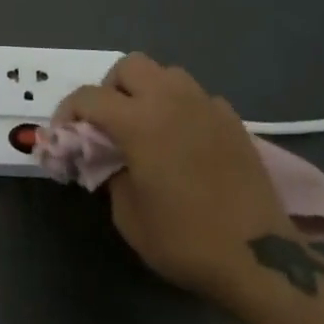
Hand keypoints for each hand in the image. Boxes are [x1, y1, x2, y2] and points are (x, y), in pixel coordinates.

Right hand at [51, 53, 293, 300]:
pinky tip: (182, 139)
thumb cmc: (185, 239)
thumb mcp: (128, 215)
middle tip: (108, 123)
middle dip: (110, 88)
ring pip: (167, 73)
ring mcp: (206, 106)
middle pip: (129, 66)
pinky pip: (197, 96)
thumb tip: (107, 158)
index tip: (64, 135)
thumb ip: (109, 174)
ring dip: (148, 90)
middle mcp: (171, 101)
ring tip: (146, 124)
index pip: (89, 97)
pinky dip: (181, 107)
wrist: (259, 257)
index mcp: (139, 121)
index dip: (68, 112)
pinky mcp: (233, 121)